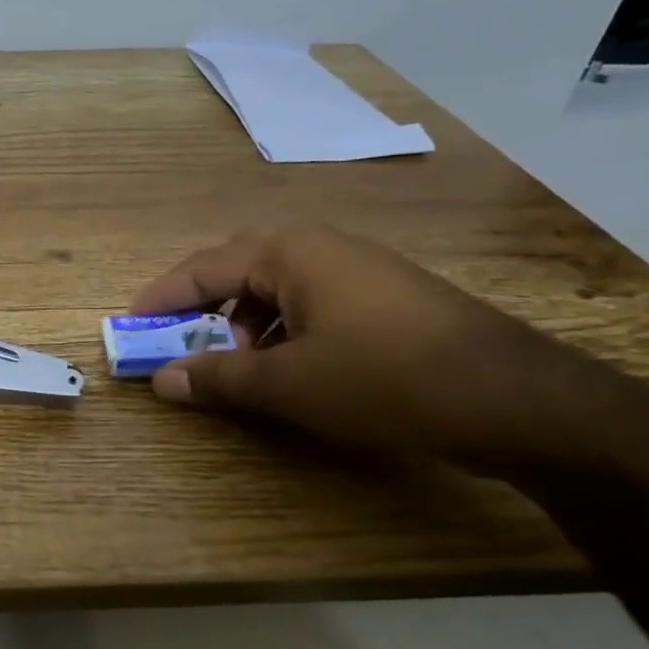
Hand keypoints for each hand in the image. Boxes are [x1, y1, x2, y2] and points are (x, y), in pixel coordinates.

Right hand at [131, 226, 603, 468]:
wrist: (518, 400)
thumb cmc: (384, 379)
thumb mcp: (288, 384)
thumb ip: (217, 378)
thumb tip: (163, 381)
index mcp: (290, 253)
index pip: (203, 267)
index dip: (162, 298)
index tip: (130, 325)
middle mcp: (323, 248)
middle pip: (239, 270)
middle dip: (203, 308)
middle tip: (179, 344)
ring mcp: (361, 270)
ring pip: (277, 288)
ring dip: (245, 324)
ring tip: (240, 366)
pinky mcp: (388, 298)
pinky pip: (312, 303)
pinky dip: (284, 330)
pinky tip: (293, 367)